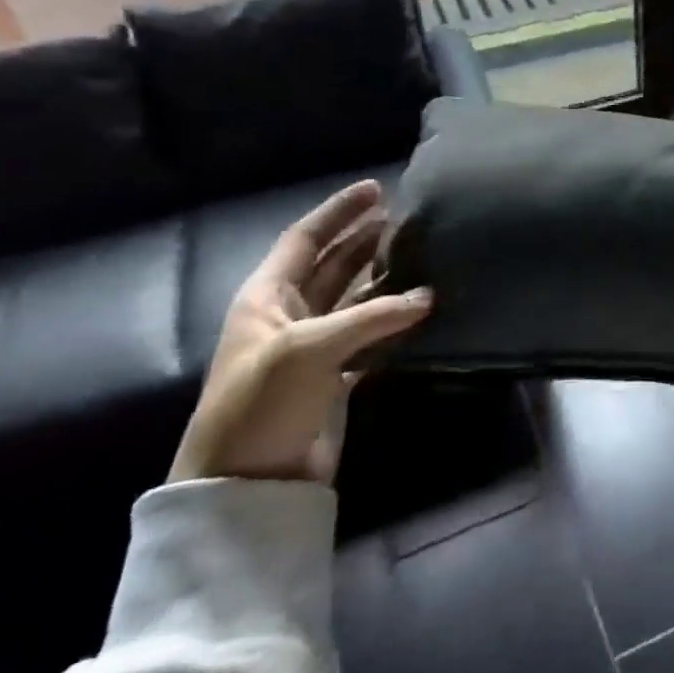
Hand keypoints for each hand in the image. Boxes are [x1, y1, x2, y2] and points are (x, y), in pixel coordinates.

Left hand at [169, 180, 430, 484]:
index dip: (338, 212)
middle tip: (409, 220)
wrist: (244, 484)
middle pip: (333, 264)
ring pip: (354, 299)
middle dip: (367, 239)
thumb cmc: (260, 403)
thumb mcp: (308, 349)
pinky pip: (370, 336)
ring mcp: (313, 347)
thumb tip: (428, 295)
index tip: (377, 188)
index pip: (305, 238)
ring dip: (385, 280)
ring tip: (424, 258)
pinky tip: (422, 311)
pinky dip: (394, 322)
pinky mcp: (334, 377)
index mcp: (266, 297)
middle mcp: (289, 314)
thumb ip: (371, 317)